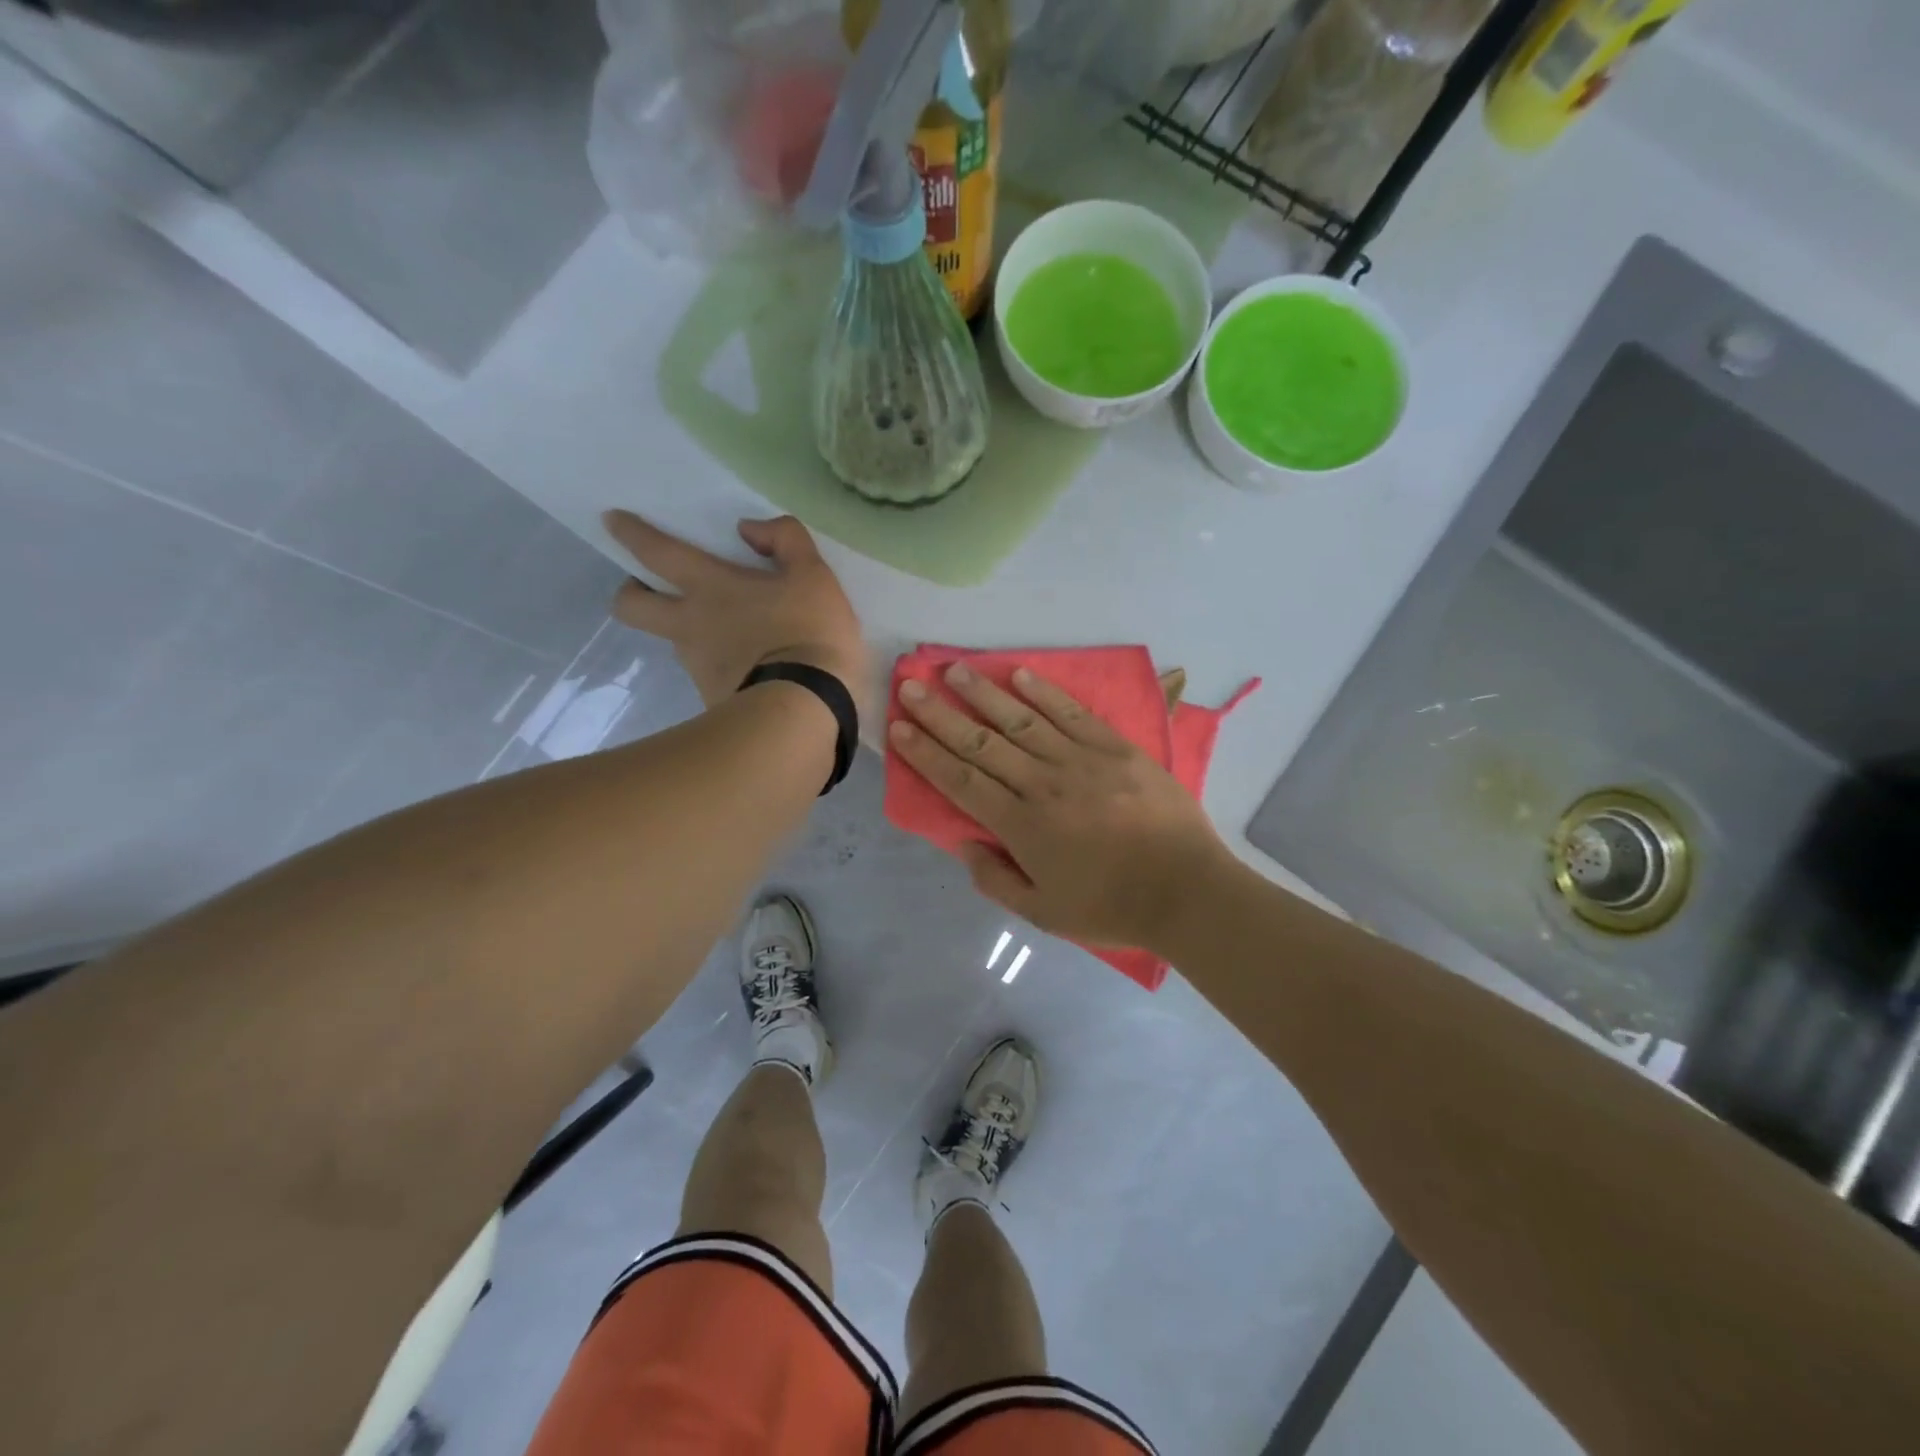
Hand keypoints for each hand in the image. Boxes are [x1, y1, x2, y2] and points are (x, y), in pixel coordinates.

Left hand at [605, 511, 867, 713]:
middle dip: (630, 593)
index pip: (658, 553)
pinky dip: (722, 670)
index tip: (612, 520)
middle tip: (649, 589)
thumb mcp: (814, 576)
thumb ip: (785, 539)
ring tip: (728, 638)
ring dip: (688, 635)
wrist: (805, 711)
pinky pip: (709, 677)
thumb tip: (749, 529)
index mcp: (710, 588)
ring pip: (675, 644)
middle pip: (632, 608)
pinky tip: (752, 673)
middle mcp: (691, 626)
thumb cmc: (808, 634)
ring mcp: (698, 668)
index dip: (632, 533)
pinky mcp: (713, 701)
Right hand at [889, 664, 1234, 951]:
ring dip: (984, 693)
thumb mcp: (1044, 913)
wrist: (1186, 890)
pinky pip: (1072, 713)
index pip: (962, 780)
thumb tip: (965, 843)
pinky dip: (1045, 693)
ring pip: (1022, 720)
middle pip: (982, 743)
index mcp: (1022, 826)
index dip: (926, 753)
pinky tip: (1020, 674)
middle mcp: (1043, 784)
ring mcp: (1081, 760)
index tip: (900, 728)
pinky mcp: (1115, 748)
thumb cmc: (1111, 907)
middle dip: (941, 714)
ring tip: (955, 669)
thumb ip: (996, 879)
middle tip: (911, 686)